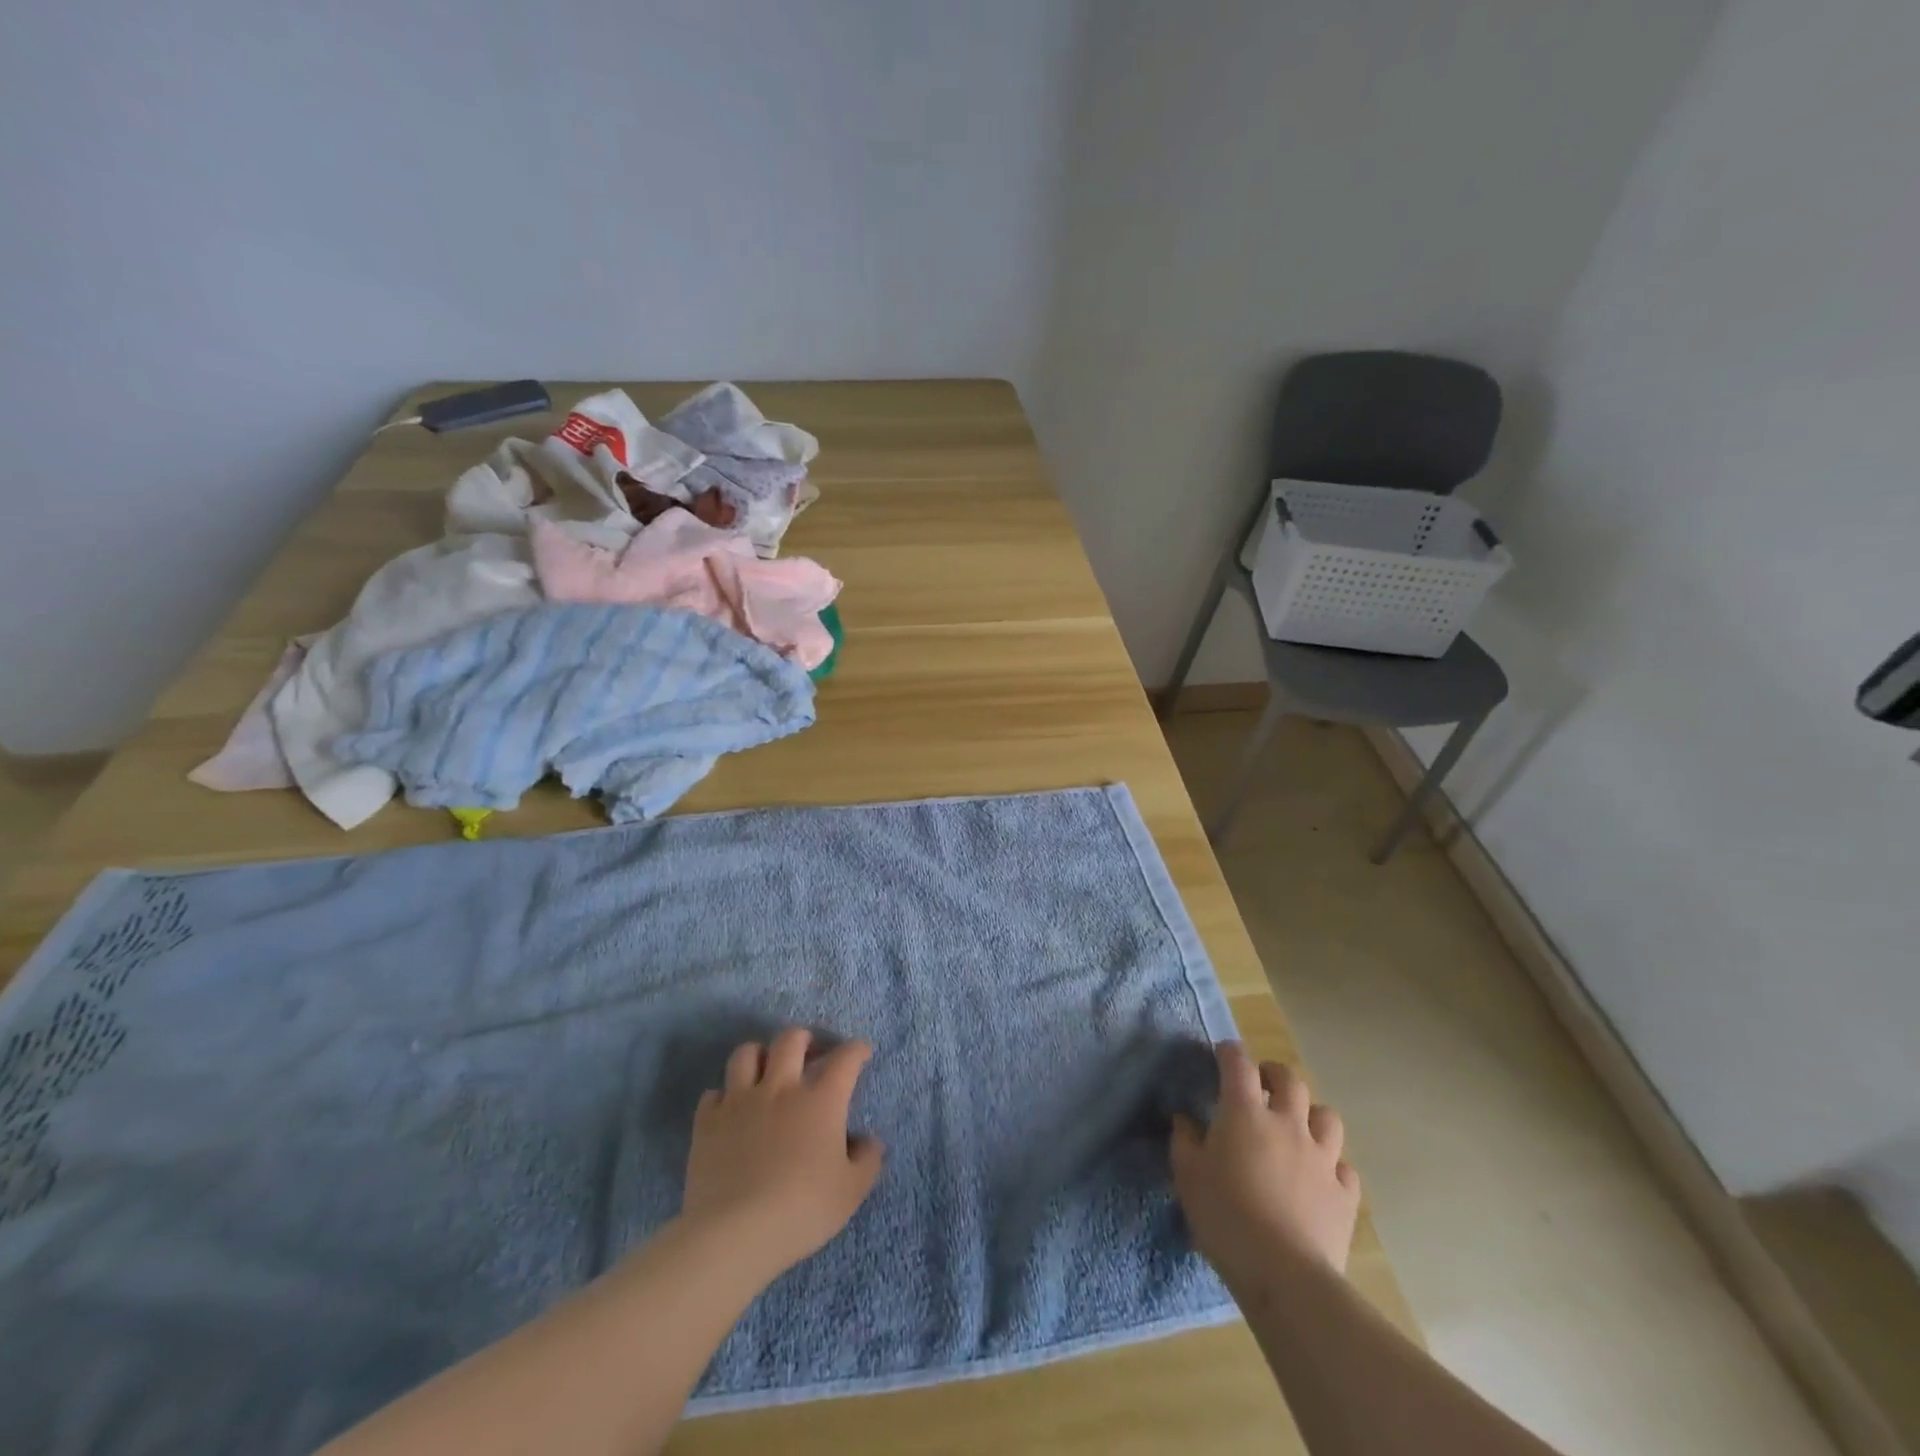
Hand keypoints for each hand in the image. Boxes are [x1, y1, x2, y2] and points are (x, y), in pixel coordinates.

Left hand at [681, 1028, 883, 1282]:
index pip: (845, 1058)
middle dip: (805, 1038)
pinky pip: (714, 1093)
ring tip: (766, 1071)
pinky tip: (731, 1111)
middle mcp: (781, 1088)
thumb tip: (868, 1140)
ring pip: (746, 1053)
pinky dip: (724, 1096)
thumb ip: (867, 1160)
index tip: (861, 1052)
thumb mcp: (851, 1191)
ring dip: (760, 1055)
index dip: (856, 1050)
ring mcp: (740, 1101)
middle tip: (810, 1051)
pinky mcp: (708, 1122)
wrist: (735, 1234)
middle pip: (791, 1039)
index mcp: (820, 1100)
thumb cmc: (802, 1210)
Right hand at [1170, 1042, 1359, 1286]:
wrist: (1284, 1275)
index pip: (1238, 1064)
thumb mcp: (1188, 1177)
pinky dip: (1332, 1166)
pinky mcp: (1344, 1194)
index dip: (1230, 1053)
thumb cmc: (1226, 1218)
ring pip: (1327, 1116)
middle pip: (1290, 1080)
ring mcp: (1322, 1158)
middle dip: (1274, 1075)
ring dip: (1310, 1115)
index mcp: (1245, 1113)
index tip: (1222, 1054)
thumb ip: (1185, 1141)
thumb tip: (1185, 1120)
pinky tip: (1320, 1178)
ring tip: (1297, 1128)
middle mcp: (1287, 1124)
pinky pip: (1344, 1167)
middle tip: (1262, 1086)